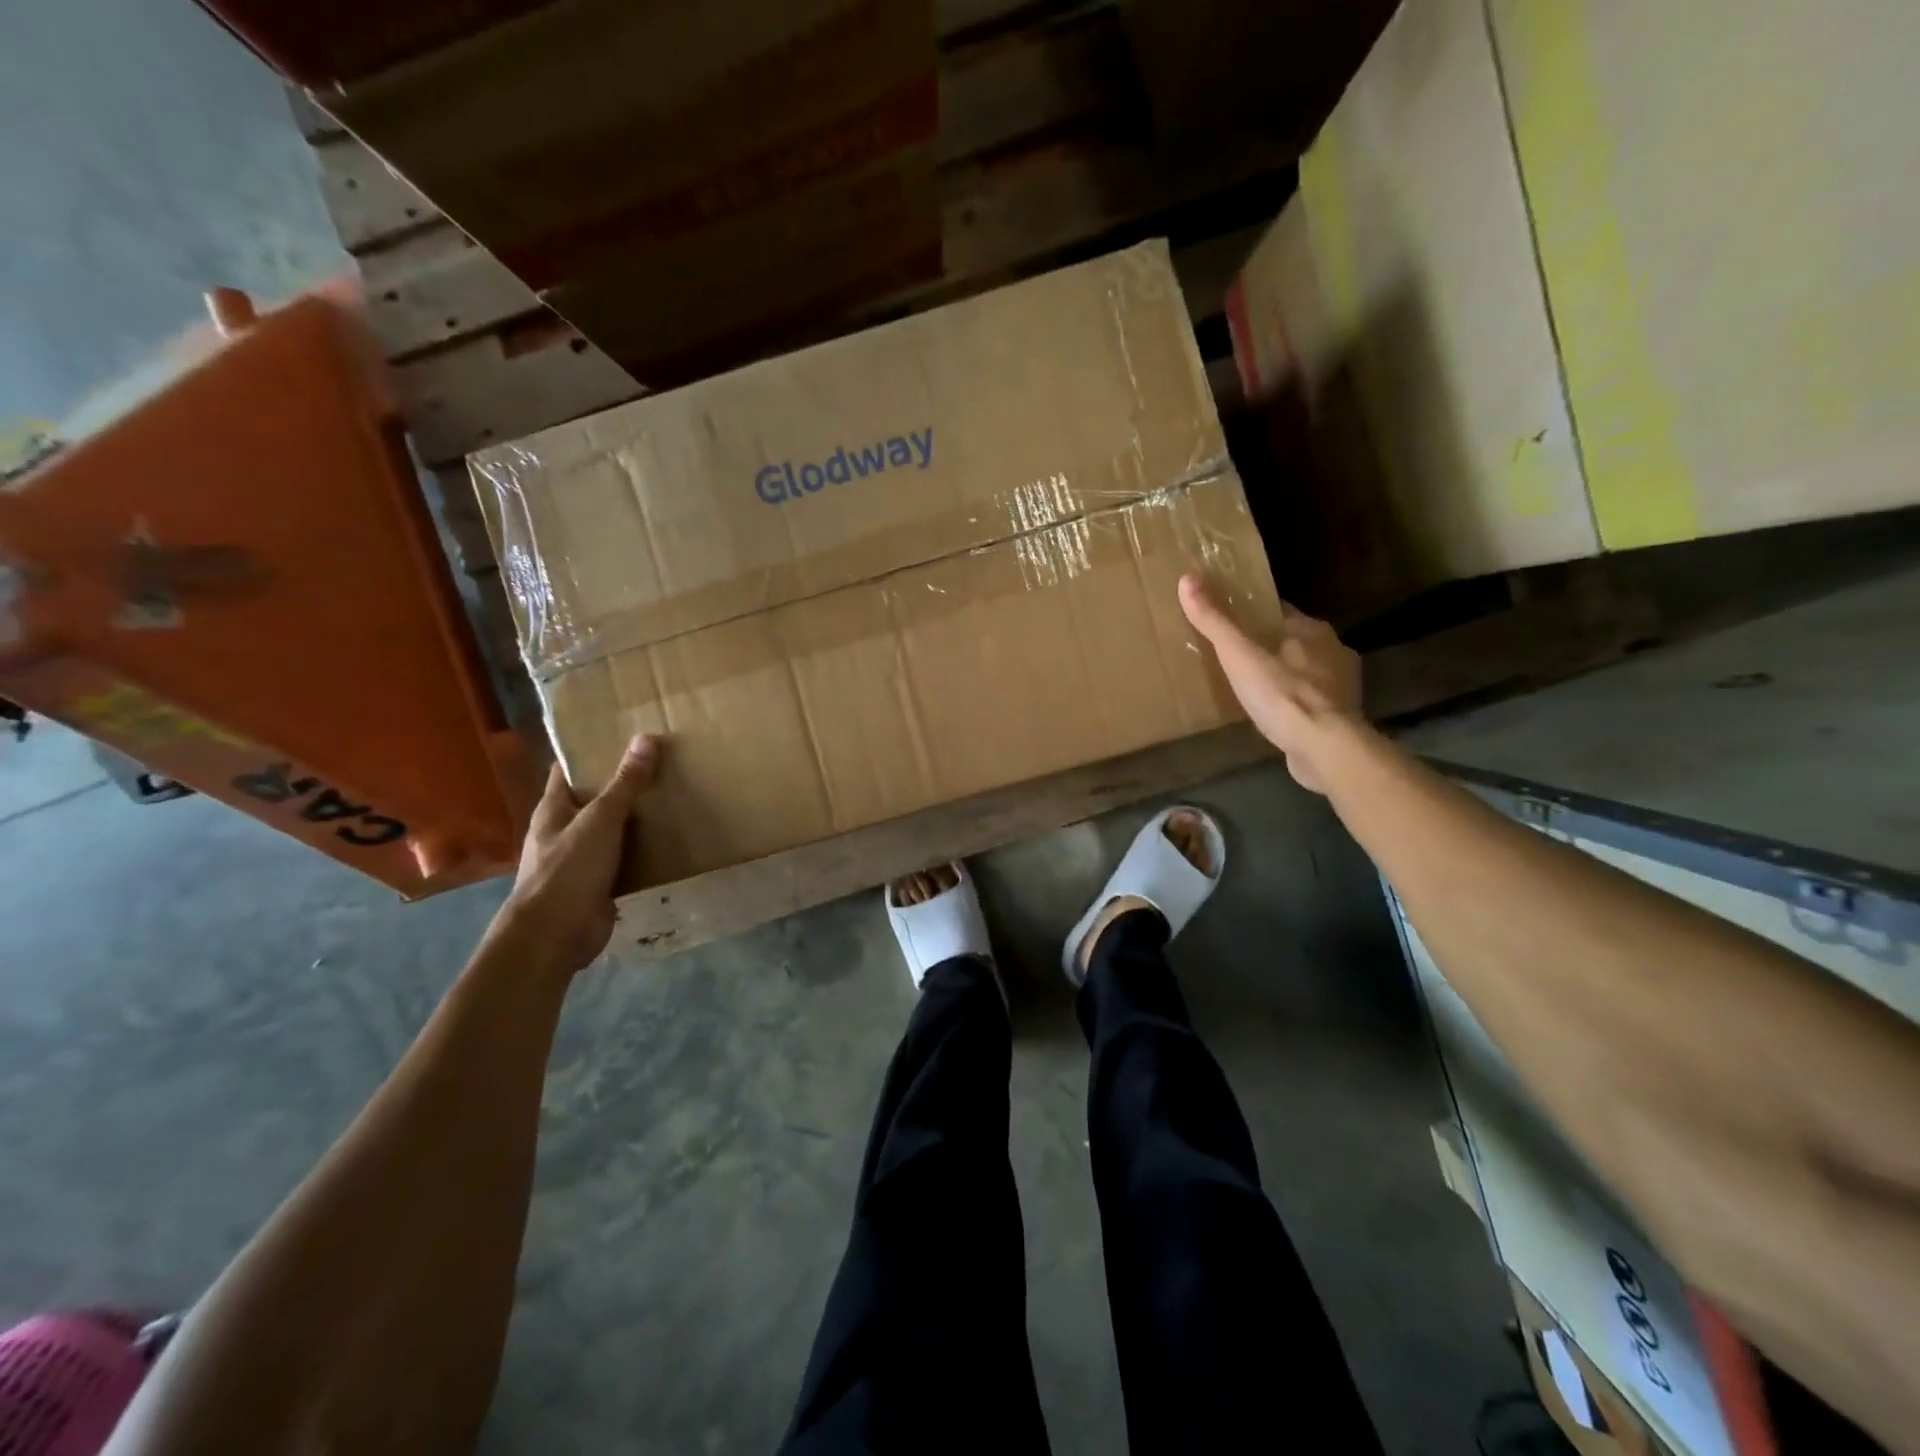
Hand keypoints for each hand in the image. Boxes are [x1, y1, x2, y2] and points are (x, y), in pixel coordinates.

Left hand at [500, 735, 661, 972]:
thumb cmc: (568, 870)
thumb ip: (625, 783)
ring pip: (613, 830)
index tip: (622, 736)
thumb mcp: (600, 820)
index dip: (590, 752)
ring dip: (637, 819)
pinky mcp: (600, 884)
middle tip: (662, 763)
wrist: (555, 936)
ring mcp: (581, 860)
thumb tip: (646, 738)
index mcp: (554, 809)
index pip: (568, 770)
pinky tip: (671, 841)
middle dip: (623, 784)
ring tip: (673, 797)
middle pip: (594, 799)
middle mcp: (564, 831)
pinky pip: (625, 860)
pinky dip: (644, 851)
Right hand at [1179, 574, 1361, 792]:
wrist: (1325, 749)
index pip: (1279, 612)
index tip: (1231, 623)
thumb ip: (1215, 621)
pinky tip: (1276, 715)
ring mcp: (1342, 686)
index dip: (1254, 616)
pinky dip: (1295, 704)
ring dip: (1285, 676)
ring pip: (1306, 671)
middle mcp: (1334, 651)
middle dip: (1269, 647)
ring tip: (1253, 688)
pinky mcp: (1341, 717)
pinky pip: (1312, 701)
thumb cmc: (1283, 695)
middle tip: (1236, 658)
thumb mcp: (1239, 655)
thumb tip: (1187, 579)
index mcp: (1312, 630)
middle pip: (1293, 641)